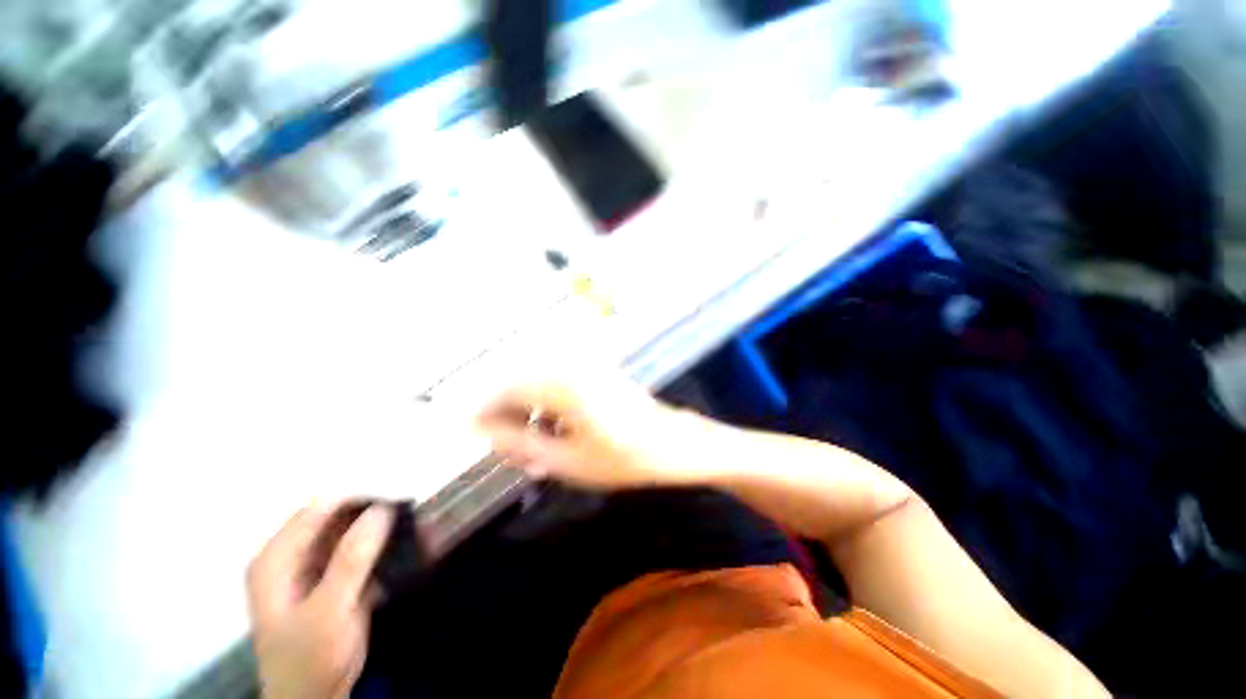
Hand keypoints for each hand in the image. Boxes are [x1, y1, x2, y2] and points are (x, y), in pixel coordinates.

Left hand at [247, 504, 393, 698]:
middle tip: (411, 502)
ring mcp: (315, 566)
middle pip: (336, 516)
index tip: (398, 490)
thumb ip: (352, 560)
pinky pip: (362, 547)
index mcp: (277, 557)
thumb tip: (381, 511)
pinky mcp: (336, 577)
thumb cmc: (310, 657)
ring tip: (415, 516)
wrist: (315, 697)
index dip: (359, 495)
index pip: (320, 508)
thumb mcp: (329, 611)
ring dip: (382, 524)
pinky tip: (407, 539)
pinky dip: (383, 541)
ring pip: (353, 530)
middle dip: (373, 508)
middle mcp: (293, 555)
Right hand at [475, 373, 707, 489]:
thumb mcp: (568, 461)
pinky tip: (551, 430)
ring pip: (540, 383)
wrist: (673, 444)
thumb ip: (522, 444)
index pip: (508, 388)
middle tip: (503, 445)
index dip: (484, 408)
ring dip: (527, 409)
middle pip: (522, 382)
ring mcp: (587, 368)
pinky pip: (560, 384)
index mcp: (563, 386)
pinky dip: (547, 406)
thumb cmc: (623, 458)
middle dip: (505, 412)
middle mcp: (572, 368)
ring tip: (526, 443)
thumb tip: (486, 432)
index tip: (468, 429)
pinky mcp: (598, 374)